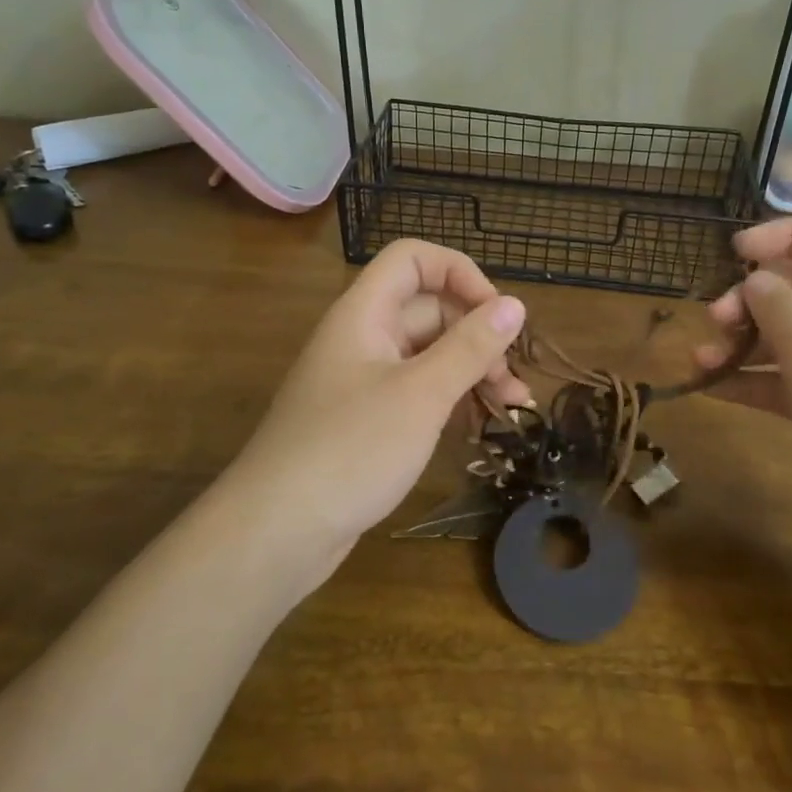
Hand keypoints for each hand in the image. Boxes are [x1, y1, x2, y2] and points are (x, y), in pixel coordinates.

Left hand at [221, 240, 529, 578]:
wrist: (276, 532)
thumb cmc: (351, 449)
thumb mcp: (422, 394)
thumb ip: (470, 347)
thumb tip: (515, 305)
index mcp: (364, 314)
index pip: (413, 259)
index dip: (459, 273)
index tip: (498, 314)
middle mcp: (362, 337)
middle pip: (428, 309)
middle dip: (478, 335)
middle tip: (514, 379)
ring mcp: (363, 381)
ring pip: (428, 354)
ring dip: (471, 372)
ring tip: (512, 407)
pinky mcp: (367, 420)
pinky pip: (417, 392)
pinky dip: (450, 400)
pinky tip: (479, 428)